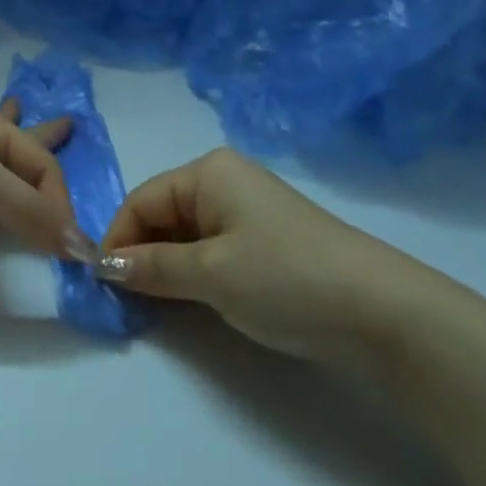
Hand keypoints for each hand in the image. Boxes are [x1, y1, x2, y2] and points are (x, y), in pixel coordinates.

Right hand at [98, 147, 430, 365]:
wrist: (383, 313)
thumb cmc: (285, 277)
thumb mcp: (209, 273)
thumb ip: (151, 267)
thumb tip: (104, 266)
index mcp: (208, 172)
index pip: (142, 200)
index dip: (118, 240)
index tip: (101, 284)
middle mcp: (225, 181)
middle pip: (163, 214)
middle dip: (141, 253)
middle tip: (126, 300)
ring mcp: (249, 211)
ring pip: (186, 235)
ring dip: (166, 266)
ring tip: (155, 304)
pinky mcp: (267, 242)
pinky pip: (212, 249)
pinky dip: (194, 272)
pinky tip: (191, 299)